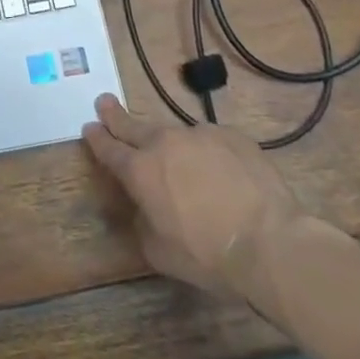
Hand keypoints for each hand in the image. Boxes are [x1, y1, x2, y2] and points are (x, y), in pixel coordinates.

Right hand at [82, 93, 307, 297]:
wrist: (270, 242)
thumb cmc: (208, 256)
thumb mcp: (160, 253)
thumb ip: (143, 223)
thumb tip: (145, 209)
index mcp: (139, 170)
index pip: (109, 149)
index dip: (97, 138)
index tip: (89, 127)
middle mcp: (164, 143)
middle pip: (132, 124)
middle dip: (114, 115)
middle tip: (104, 102)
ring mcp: (199, 134)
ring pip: (175, 133)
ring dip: (169, 142)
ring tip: (179, 160)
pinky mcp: (232, 136)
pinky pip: (212, 141)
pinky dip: (208, 152)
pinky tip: (222, 172)